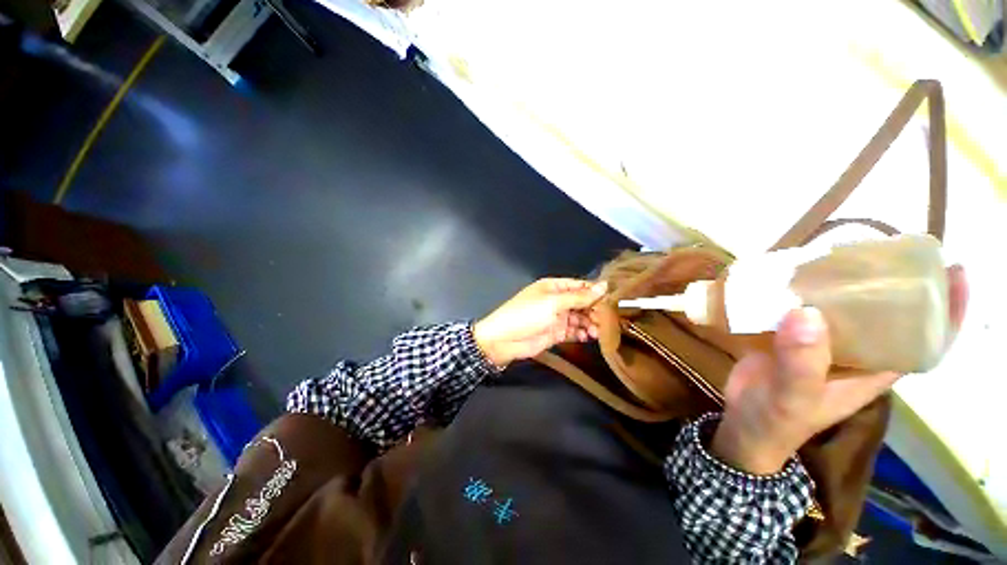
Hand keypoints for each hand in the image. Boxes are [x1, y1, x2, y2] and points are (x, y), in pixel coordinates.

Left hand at [473, 278, 606, 367]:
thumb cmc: (527, 314)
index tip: (614, 300)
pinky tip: (588, 337)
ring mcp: (557, 317)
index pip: (580, 286)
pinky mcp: (556, 333)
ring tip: (597, 331)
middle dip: (595, 310)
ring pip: (580, 318)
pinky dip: (582, 334)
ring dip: (590, 324)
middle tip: (608, 320)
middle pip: (582, 303)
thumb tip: (604, 285)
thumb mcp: (553, 302)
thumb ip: (579, 297)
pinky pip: (574, 331)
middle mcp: (557, 300)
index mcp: (554, 287)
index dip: (596, 292)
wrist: (504, 340)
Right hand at [711, 265, 967, 474]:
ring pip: (839, 307)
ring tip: (833, 252)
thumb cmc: (777, 420)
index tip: (954, 269)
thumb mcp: (793, 398)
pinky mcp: (787, 335)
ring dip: (839, 280)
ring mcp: (819, 343)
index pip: (925, 341)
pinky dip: (797, 289)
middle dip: (890, 281)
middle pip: (884, 313)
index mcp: (872, 370)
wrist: (741, 423)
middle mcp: (853, 352)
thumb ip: (801, 364)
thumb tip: (805, 312)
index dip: (947, 310)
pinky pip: (800, 307)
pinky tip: (786, 273)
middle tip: (881, 248)